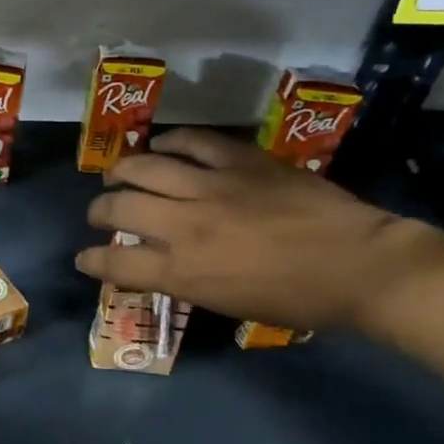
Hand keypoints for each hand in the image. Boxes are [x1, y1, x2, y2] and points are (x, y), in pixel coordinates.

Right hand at [75, 128, 443, 331]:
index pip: (115, 264)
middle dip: (99, 211)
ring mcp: (212, 187)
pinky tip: (162, 145)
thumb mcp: (225, 303)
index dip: (91, 260)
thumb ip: (182, 279)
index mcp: (183, 271)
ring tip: (117, 174)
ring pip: (144, 167)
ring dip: (121, 171)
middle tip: (100, 213)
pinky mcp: (239, 161)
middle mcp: (185, 226)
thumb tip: (155, 264)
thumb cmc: (294, 299)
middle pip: (119, 208)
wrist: (358, 265)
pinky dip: (169, 142)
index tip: (84, 258)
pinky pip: (191, 141)